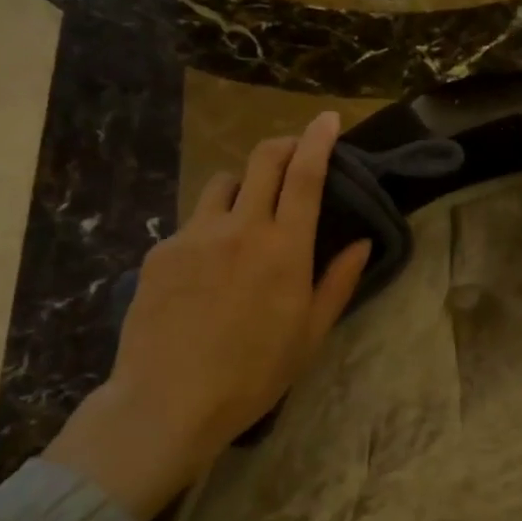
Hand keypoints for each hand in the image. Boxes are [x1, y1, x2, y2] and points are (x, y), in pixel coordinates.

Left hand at [45, 112, 370, 520]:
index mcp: (283, 248)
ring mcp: (194, 234)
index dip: (318, 140)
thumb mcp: (310, 335)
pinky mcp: (160, 250)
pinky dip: (209, 229)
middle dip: (282, 145)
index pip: (305, 175)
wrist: (169, 400)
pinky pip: (191, 223)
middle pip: (261, 160)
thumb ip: (338, 282)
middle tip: (293, 153)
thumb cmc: (253, 374)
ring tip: (246, 214)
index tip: (327, 120)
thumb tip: (361, 243)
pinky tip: (206, 268)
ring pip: (221, 184)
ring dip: (242, 185)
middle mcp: (239, 227)